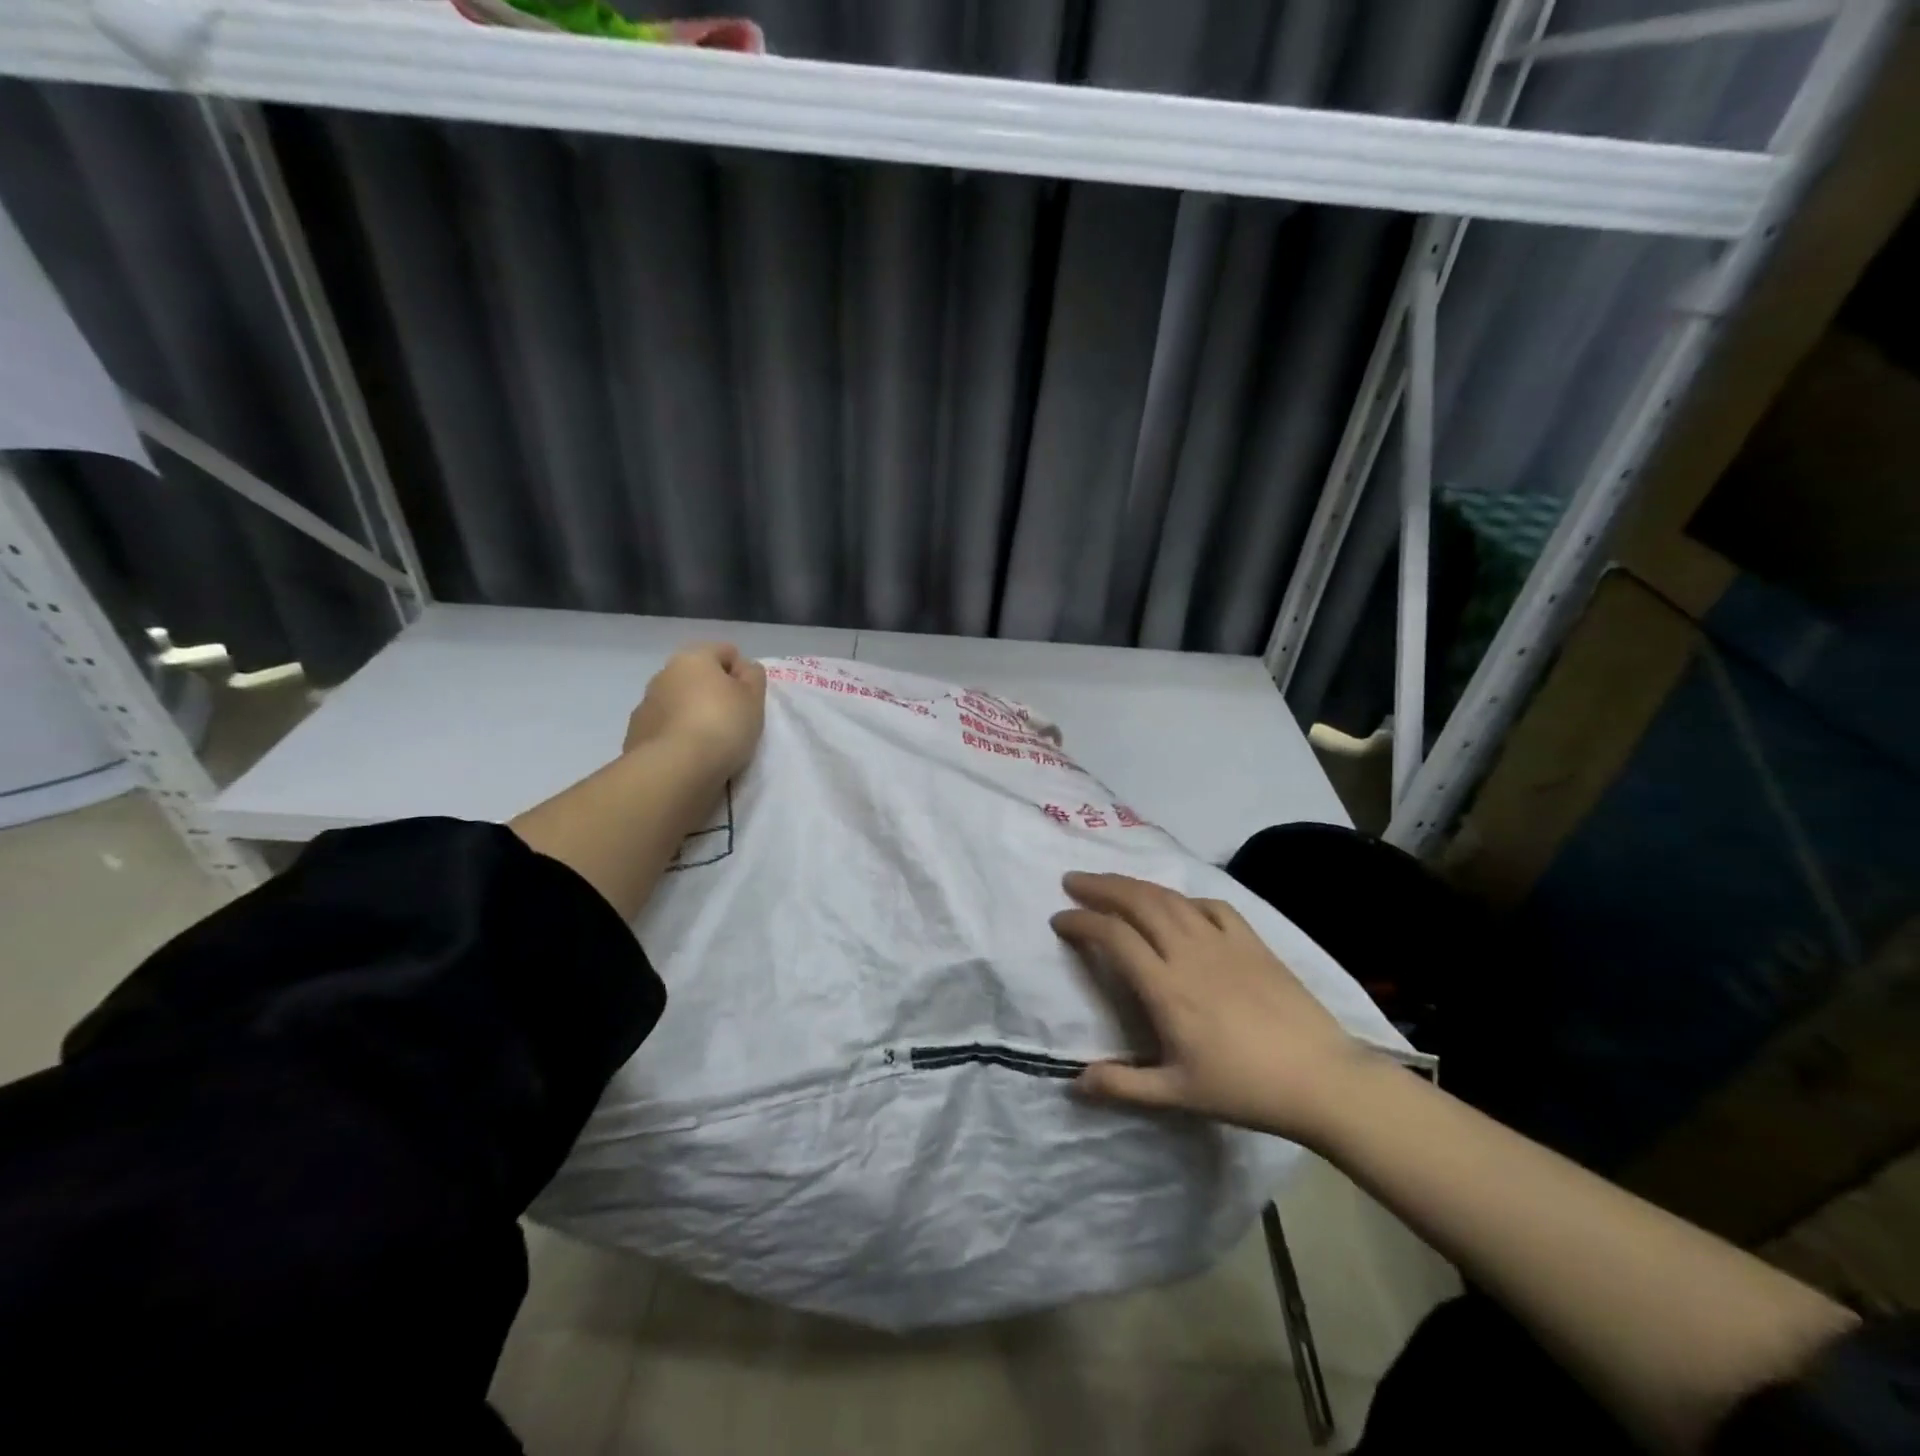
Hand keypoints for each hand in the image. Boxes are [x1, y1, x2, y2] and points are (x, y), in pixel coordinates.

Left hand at [624, 642, 766, 780]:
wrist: (675, 768)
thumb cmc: (722, 725)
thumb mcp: (754, 698)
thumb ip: (753, 676)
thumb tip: (743, 668)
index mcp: (693, 658)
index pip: (725, 652)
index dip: (742, 672)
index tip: (750, 698)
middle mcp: (664, 674)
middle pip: (697, 677)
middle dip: (713, 693)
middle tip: (733, 720)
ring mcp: (646, 705)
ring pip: (678, 702)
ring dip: (692, 714)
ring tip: (710, 742)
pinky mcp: (635, 734)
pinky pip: (664, 729)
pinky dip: (676, 736)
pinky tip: (689, 755)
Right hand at [1051, 872, 1376, 1143]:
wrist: (1322, 1079)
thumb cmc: (1245, 1088)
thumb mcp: (1179, 1095)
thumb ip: (1124, 1086)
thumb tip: (1075, 1082)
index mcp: (1166, 987)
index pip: (1113, 936)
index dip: (1082, 921)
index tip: (1059, 919)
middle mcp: (1189, 952)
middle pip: (1138, 902)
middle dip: (1101, 887)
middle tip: (1073, 880)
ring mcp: (1224, 942)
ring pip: (1170, 898)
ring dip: (1135, 884)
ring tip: (1113, 883)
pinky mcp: (1253, 942)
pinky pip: (1212, 906)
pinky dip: (1185, 899)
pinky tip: (1178, 906)